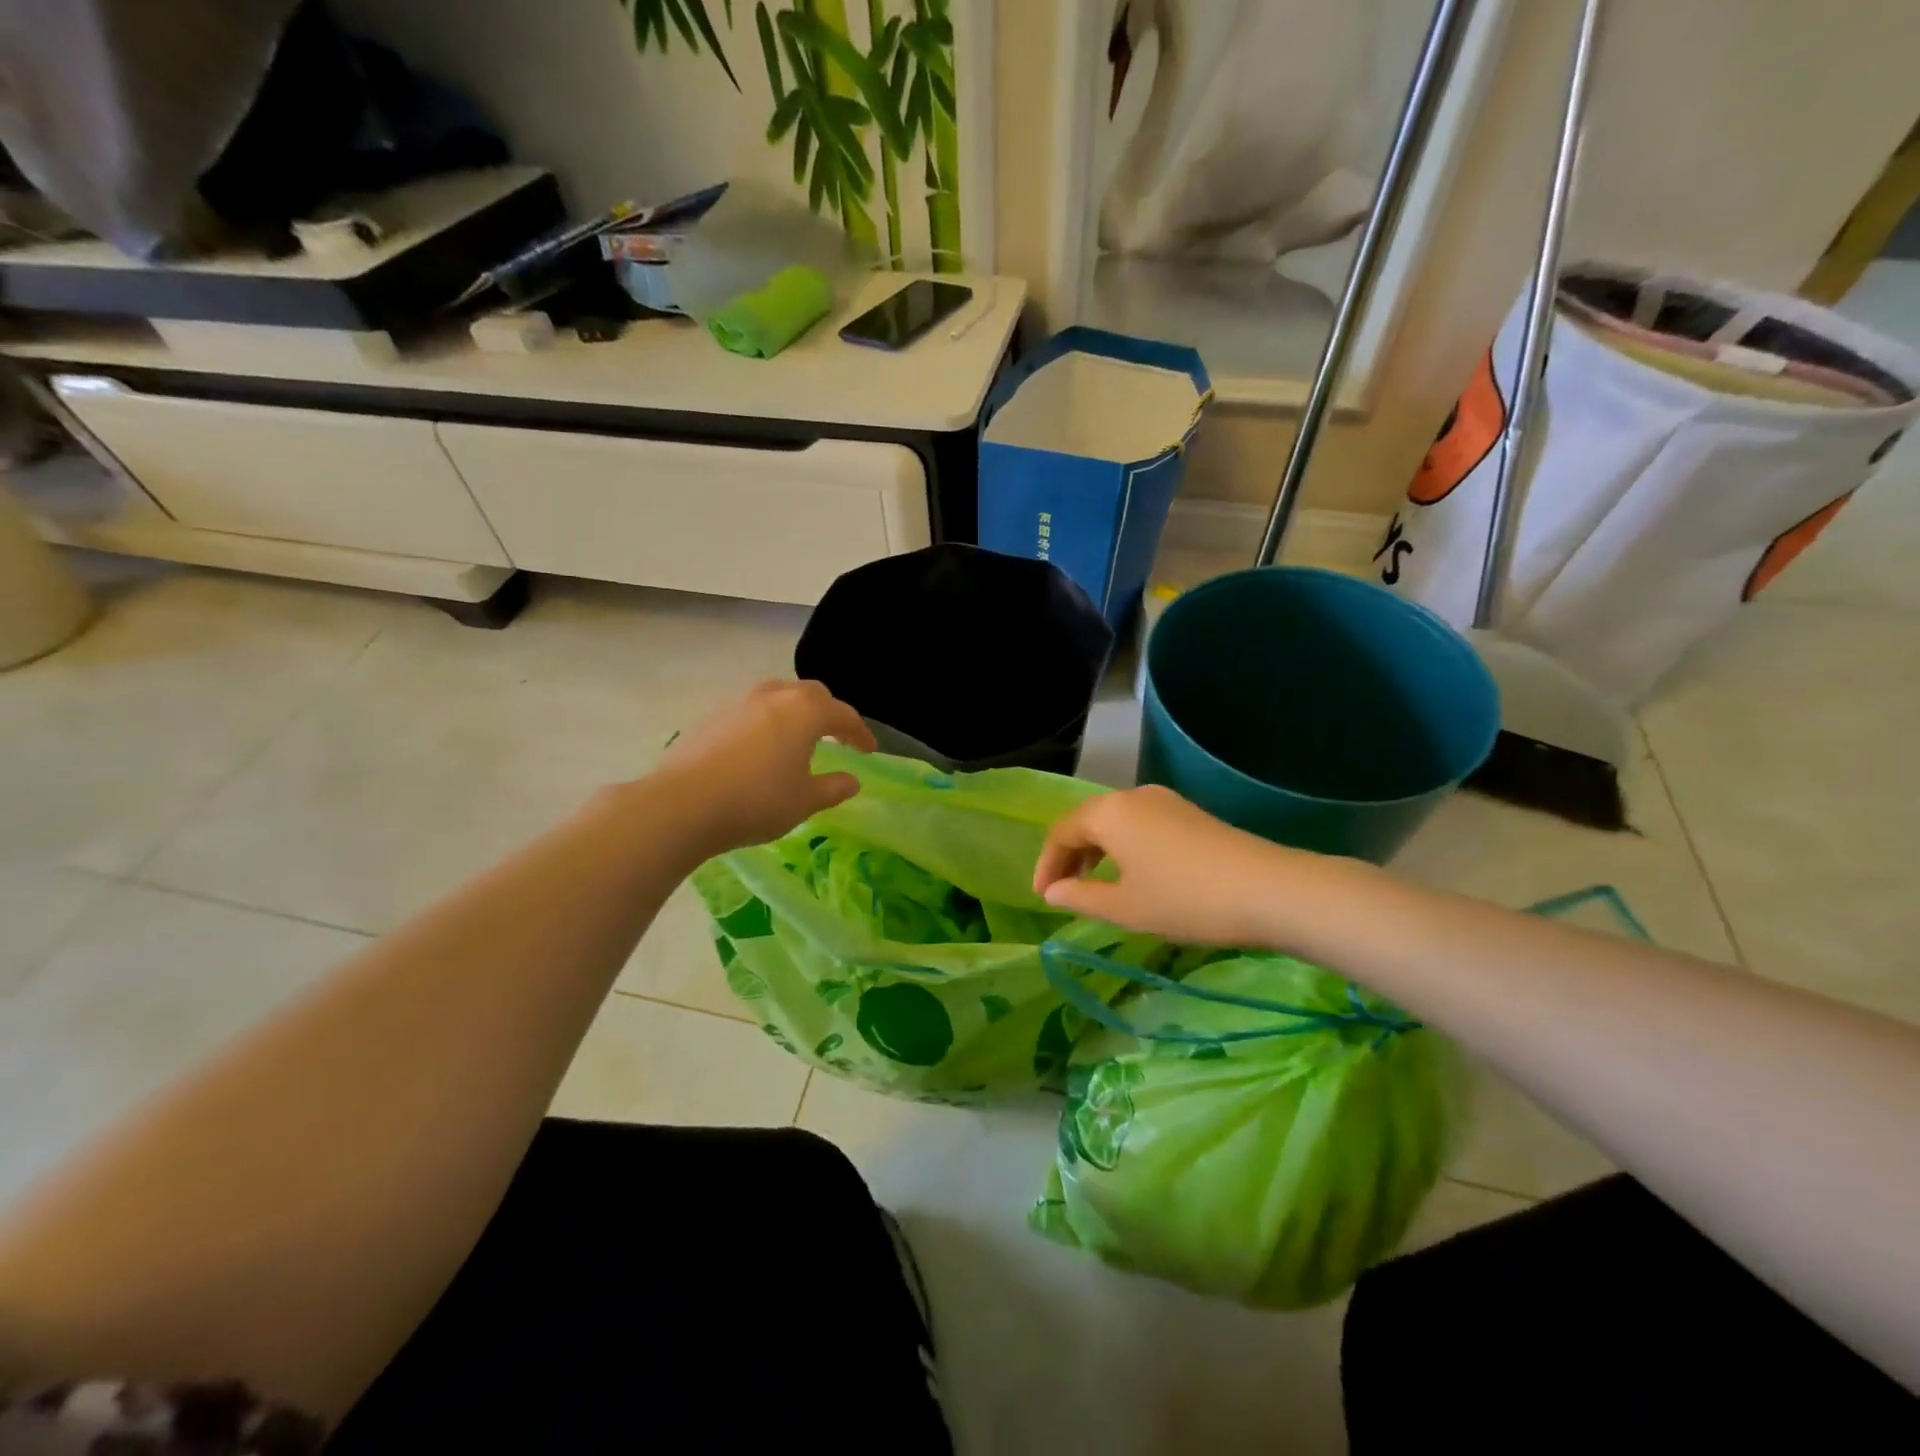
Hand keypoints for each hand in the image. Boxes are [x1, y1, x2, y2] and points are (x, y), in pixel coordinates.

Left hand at [653, 680, 876, 855]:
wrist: (682, 804)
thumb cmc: (756, 801)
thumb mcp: (804, 801)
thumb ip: (833, 788)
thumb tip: (852, 780)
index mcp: (805, 711)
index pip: (843, 714)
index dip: (860, 732)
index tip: (869, 751)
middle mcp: (774, 696)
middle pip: (811, 694)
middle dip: (828, 713)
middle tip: (836, 737)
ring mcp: (739, 702)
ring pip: (777, 696)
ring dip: (794, 713)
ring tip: (797, 738)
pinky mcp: (712, 716)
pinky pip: (751, 711)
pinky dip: (766, 722)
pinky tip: (760, 748)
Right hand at [1033, 785, 1333, 947]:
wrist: (1268, 890)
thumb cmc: (1185, 900)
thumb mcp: (1125, 907)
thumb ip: (1081, 896)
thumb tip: (1053, 891)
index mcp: (1109, 813)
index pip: (1061, 831)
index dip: (1046, 864)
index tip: (1042, 897)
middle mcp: (1133, 797)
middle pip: (1087, 820)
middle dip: (1069, 855)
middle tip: (1062, 890)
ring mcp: (1165, 801)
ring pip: (1115, 821)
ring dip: (1096, 851)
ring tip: (1094, 885)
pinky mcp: (1189, 813)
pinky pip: (1139, 824)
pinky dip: (1123, 847)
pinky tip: (1133, 874)